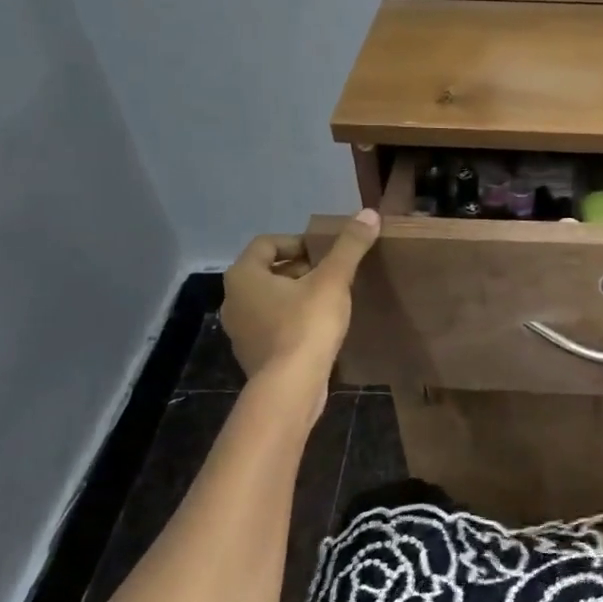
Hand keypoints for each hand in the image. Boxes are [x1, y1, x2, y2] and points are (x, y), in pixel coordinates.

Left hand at [221, 211, 379, 380]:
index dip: (299, 241)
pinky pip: (273, 325)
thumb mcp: (333, 281)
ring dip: (297, 295)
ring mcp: (240, 331)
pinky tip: (319, 328)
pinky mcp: (254, 355)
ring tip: (329, 299)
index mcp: (243, 276)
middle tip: (332, 273)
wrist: (291, 388)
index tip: (326, 252)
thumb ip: (349, 246)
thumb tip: (369, 213)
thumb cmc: (306, 326)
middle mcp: (233, 300)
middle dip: (300, 268)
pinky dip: (293, 320)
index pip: (267, 243)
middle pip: (268, 271)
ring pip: (270, 300)